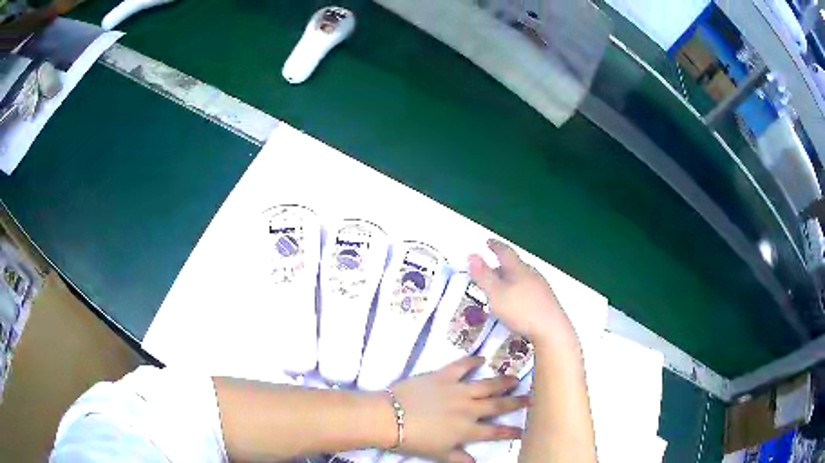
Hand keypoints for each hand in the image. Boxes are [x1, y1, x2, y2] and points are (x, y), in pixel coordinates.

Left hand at [390, 356, 528, 462]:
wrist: (389, 418)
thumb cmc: (413, 440)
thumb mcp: (438, 454)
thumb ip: (458, 457)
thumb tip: (475, 462)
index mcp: (466, 430)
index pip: (495, 431)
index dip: (511, 431)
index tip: (524, 429)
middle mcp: (468, 409)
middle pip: (497, 405)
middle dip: (516, 402)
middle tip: (531, 398)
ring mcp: (457, 390)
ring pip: (486, 385)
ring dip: (502, 381)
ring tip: (516, 378)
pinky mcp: (443, 376)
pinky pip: (461, 366)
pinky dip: (472, 361)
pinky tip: (481, 358)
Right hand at [468, 239, 576, 348]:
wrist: (552, 330)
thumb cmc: (521, 310)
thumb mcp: (496, 294)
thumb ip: (483, 276)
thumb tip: (472, 255)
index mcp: (519, 269)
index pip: (506, 252)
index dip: (496, 246)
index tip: (488, 242)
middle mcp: (532, 274)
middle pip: (515, 265)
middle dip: (502, 265)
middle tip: (490, 269)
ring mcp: (542, 287)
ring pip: (523, 277)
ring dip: (511, 279)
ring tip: (501, 287)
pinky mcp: (547, 301)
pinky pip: (529, 289)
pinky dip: (519, 290)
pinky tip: (517, 301)